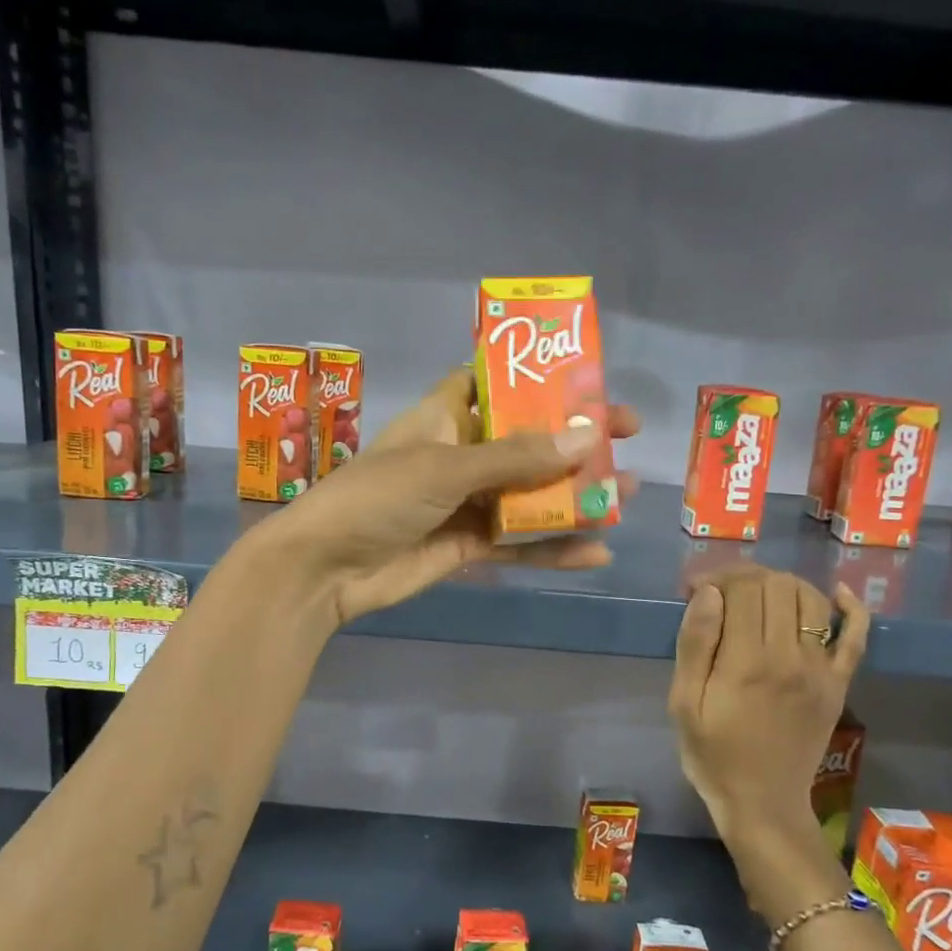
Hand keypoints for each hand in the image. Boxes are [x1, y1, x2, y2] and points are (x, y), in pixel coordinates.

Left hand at [254, 367, 639, 627]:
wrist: (325, 570)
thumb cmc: (377, 497)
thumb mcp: (446, 467)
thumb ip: (516, 457)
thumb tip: (588, 437)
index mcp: (445, 418)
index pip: (497, 385)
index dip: (539, 380)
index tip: (589, 381)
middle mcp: (459, 455)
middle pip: (526, 442)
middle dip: (573, 441)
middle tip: (627, 438)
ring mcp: (464, 503)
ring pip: (529, 495)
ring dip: (574, 496)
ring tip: (626, 495)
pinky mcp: (466, 546)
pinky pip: (518, 544)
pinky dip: (553, 549)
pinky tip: (597, 553)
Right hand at [668, 568, 868, 877]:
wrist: (762, 803)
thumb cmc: (712, 754)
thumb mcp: (683, 702)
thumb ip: (695, 644)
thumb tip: (709, 593)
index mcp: (746, 661)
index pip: (742, 589)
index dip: (716, 577)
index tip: (695, 589)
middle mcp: (790, 656)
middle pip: (777, 586)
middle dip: (745, 576)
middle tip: (721, 591)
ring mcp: (821, 669)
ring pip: (811, 599)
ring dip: (783, 584)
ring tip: (758, 595)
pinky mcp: (839, 683)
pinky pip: (857, 636)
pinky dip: (852, 608)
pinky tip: (838, 593)